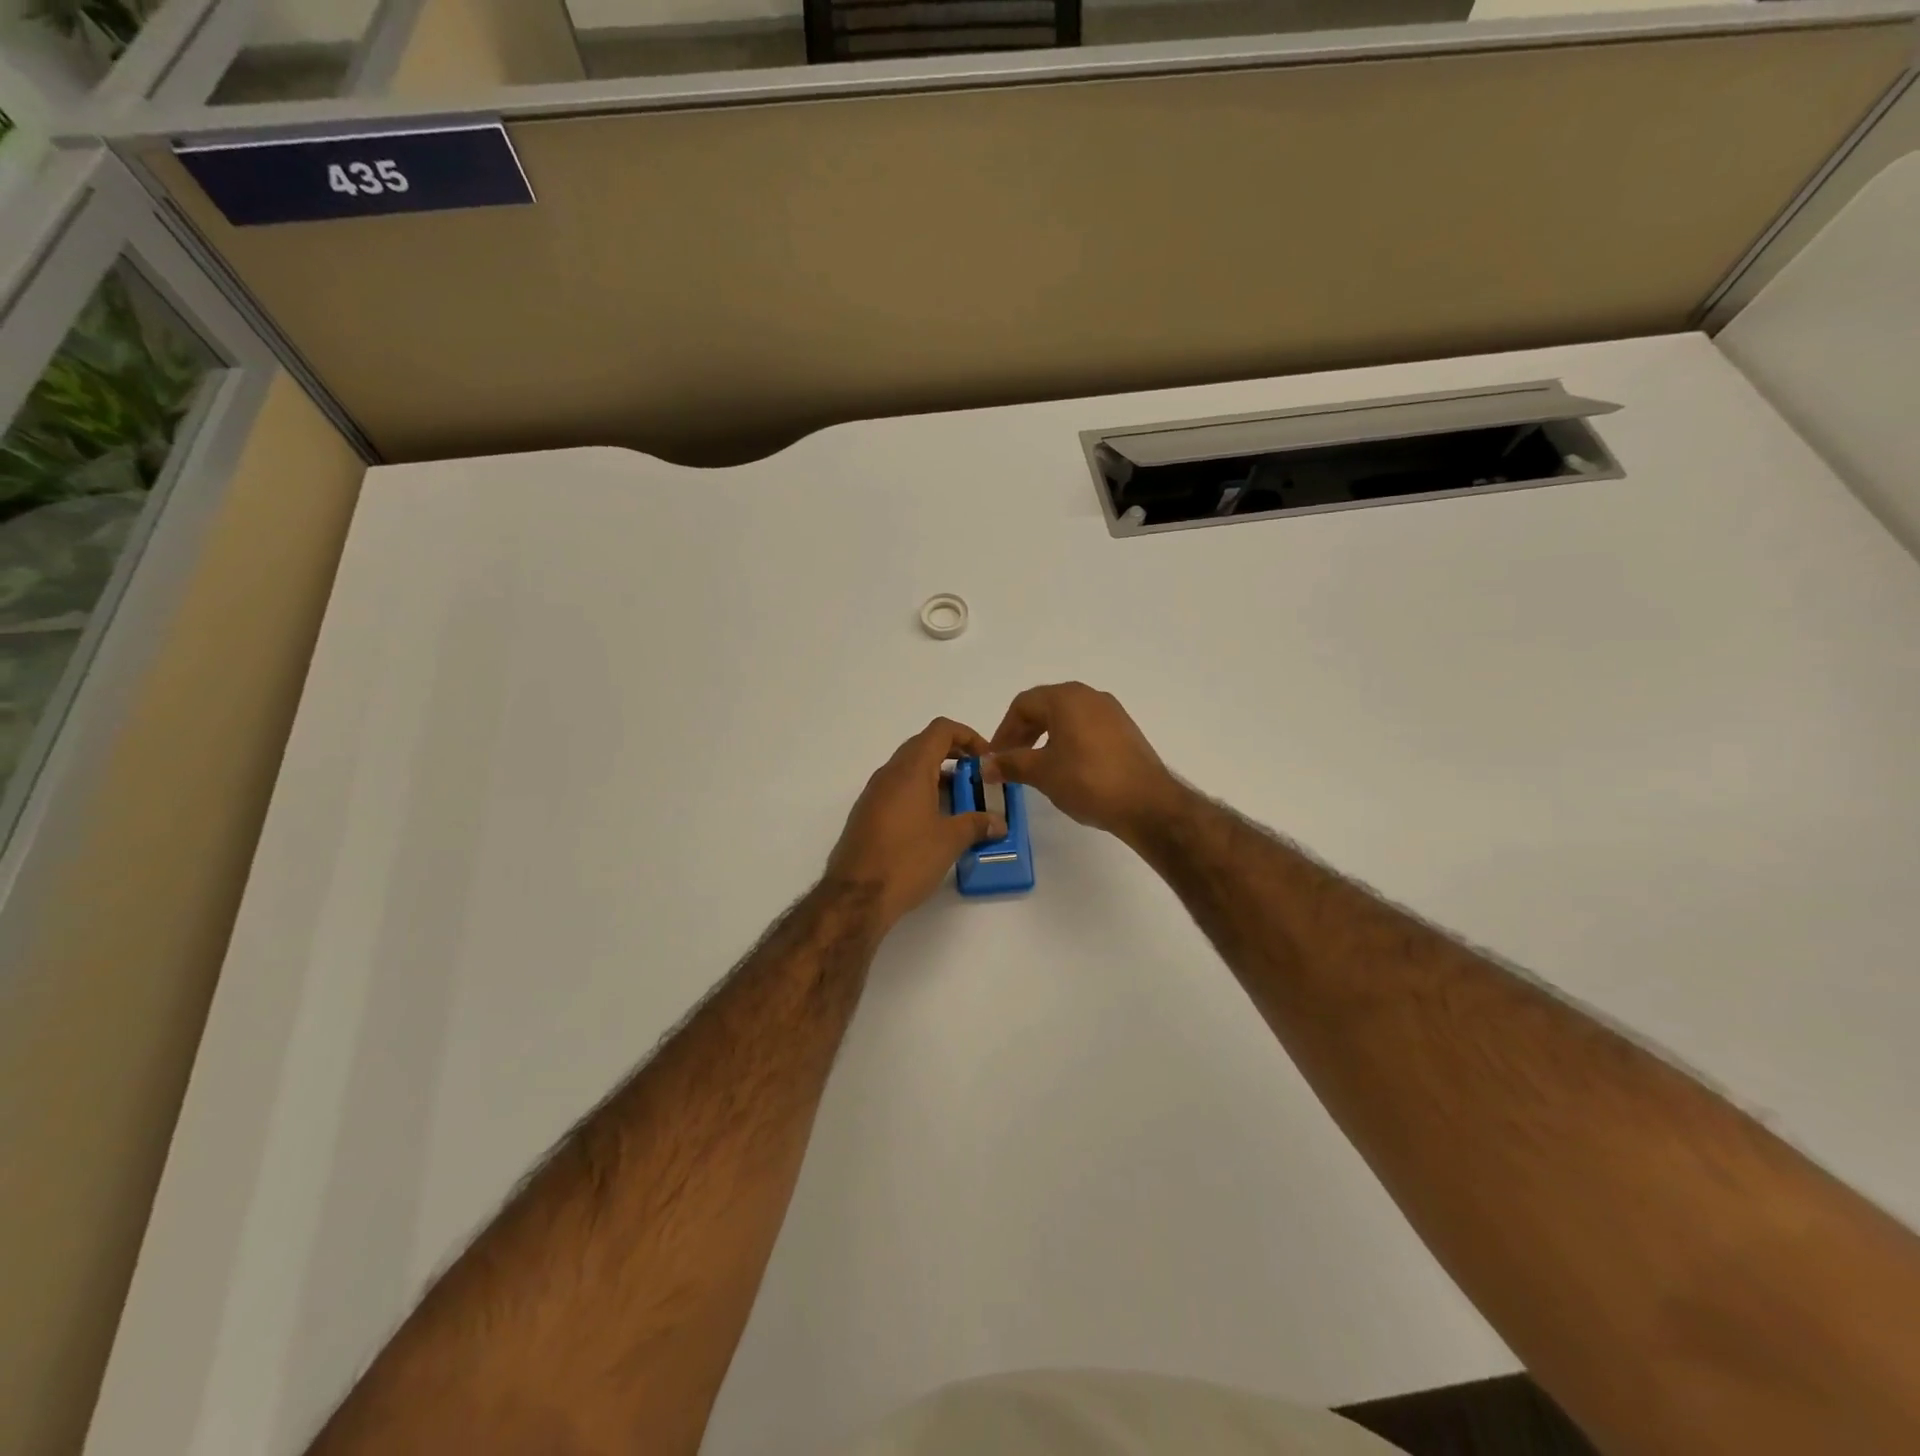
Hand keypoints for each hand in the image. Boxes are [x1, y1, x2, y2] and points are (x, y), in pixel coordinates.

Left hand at [827, 718, 1006, 926]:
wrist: (855, 897)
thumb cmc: (906, 860)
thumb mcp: (950, 841)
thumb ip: (977, 824)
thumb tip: (998, 822)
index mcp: (910, 770)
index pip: (940, 730)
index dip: (968, 736)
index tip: (986, 759)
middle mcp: (889, 774)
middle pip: (924, 746)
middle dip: (954, 757)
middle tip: (976, 780)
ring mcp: (874, 794)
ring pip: (910, 770)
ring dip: (937, 778)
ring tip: (961, 804)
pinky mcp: (866, 815)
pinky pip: (898, 791)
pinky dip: (920, 795)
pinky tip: (934, 824)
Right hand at [987, 682, 1186, 843]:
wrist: (1147, 803)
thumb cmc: (1088, 780)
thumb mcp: (1042, 773)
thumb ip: (1010, 764)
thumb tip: (986, 765)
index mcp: (1066, 697)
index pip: (1023, 705)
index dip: (1003, 731)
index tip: (994, 757)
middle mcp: (1089, 696)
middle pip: (1045, 707)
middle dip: (1023, 733)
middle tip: (1010, 761)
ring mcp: (1111, 712)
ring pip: (1066, 718)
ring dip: (1044, 738)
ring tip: (1035, 767)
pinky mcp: (1125, 731)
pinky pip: (1086, 729)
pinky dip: (1068, 743)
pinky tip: (1066, 769)